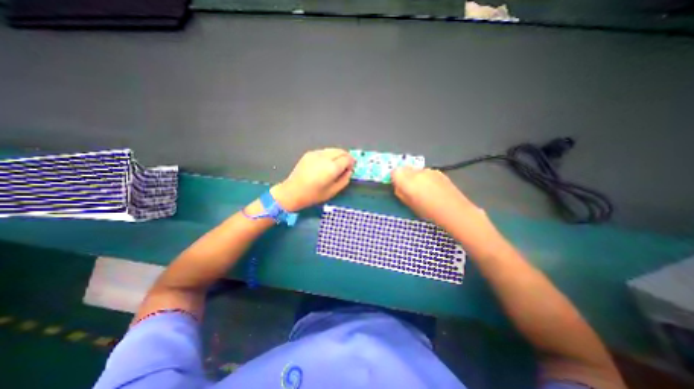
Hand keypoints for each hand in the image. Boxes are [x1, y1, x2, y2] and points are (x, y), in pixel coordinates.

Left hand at [271, 147, 357, 210]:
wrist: (292, 191)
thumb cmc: (314, 195)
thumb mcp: (333, 191)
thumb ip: (344, 180)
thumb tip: (349, 171)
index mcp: (332, 167)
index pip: (347, 158)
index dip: (352, 162)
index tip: (351, 168)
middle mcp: (325, 157)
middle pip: (341, 151)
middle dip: (346, 157)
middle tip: (346, 166)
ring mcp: (316, 153)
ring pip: (333, 149)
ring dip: (338, 155)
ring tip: (336, 165)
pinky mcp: (310, 153)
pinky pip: (324, 151)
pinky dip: (329, 155)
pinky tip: (325, 164)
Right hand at [389, 166, 482, 226]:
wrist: (453, 210)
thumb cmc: (427, 211)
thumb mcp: (408, 204)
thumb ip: (400, 192)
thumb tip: (398, 186)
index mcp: (407, 181)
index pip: (394, 171)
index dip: (394, 178)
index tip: (397, 186)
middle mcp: (417, 172)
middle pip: (405, 169)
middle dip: (404, 176)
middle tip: (409, 189)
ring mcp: (428, 170)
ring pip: (415, 170)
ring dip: (415, 177)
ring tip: (423, 190)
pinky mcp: (438, 172)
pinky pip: (426, 172)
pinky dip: (425, 177)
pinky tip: (432, 188)